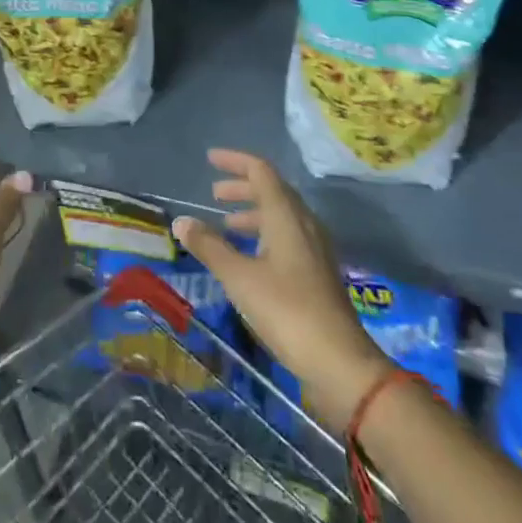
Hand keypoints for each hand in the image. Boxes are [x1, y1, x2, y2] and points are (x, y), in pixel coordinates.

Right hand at [174, 149, 391, 426]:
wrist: (340, 363)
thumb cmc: (287, 311)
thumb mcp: (239, 278)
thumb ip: (210, 247)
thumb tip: (181, 221)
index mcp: (286, 215)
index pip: (261, 171)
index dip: (235, 161)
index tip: (210, 159)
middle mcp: (304, 223)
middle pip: (273, 191)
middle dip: (243, 188)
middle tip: (215, 194)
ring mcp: (315, 249)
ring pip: (282, 216)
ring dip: (253, 213)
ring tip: (227, 227)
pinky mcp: (319, 273)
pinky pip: (289, 237)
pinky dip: (265, 235)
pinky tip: (251, 258)